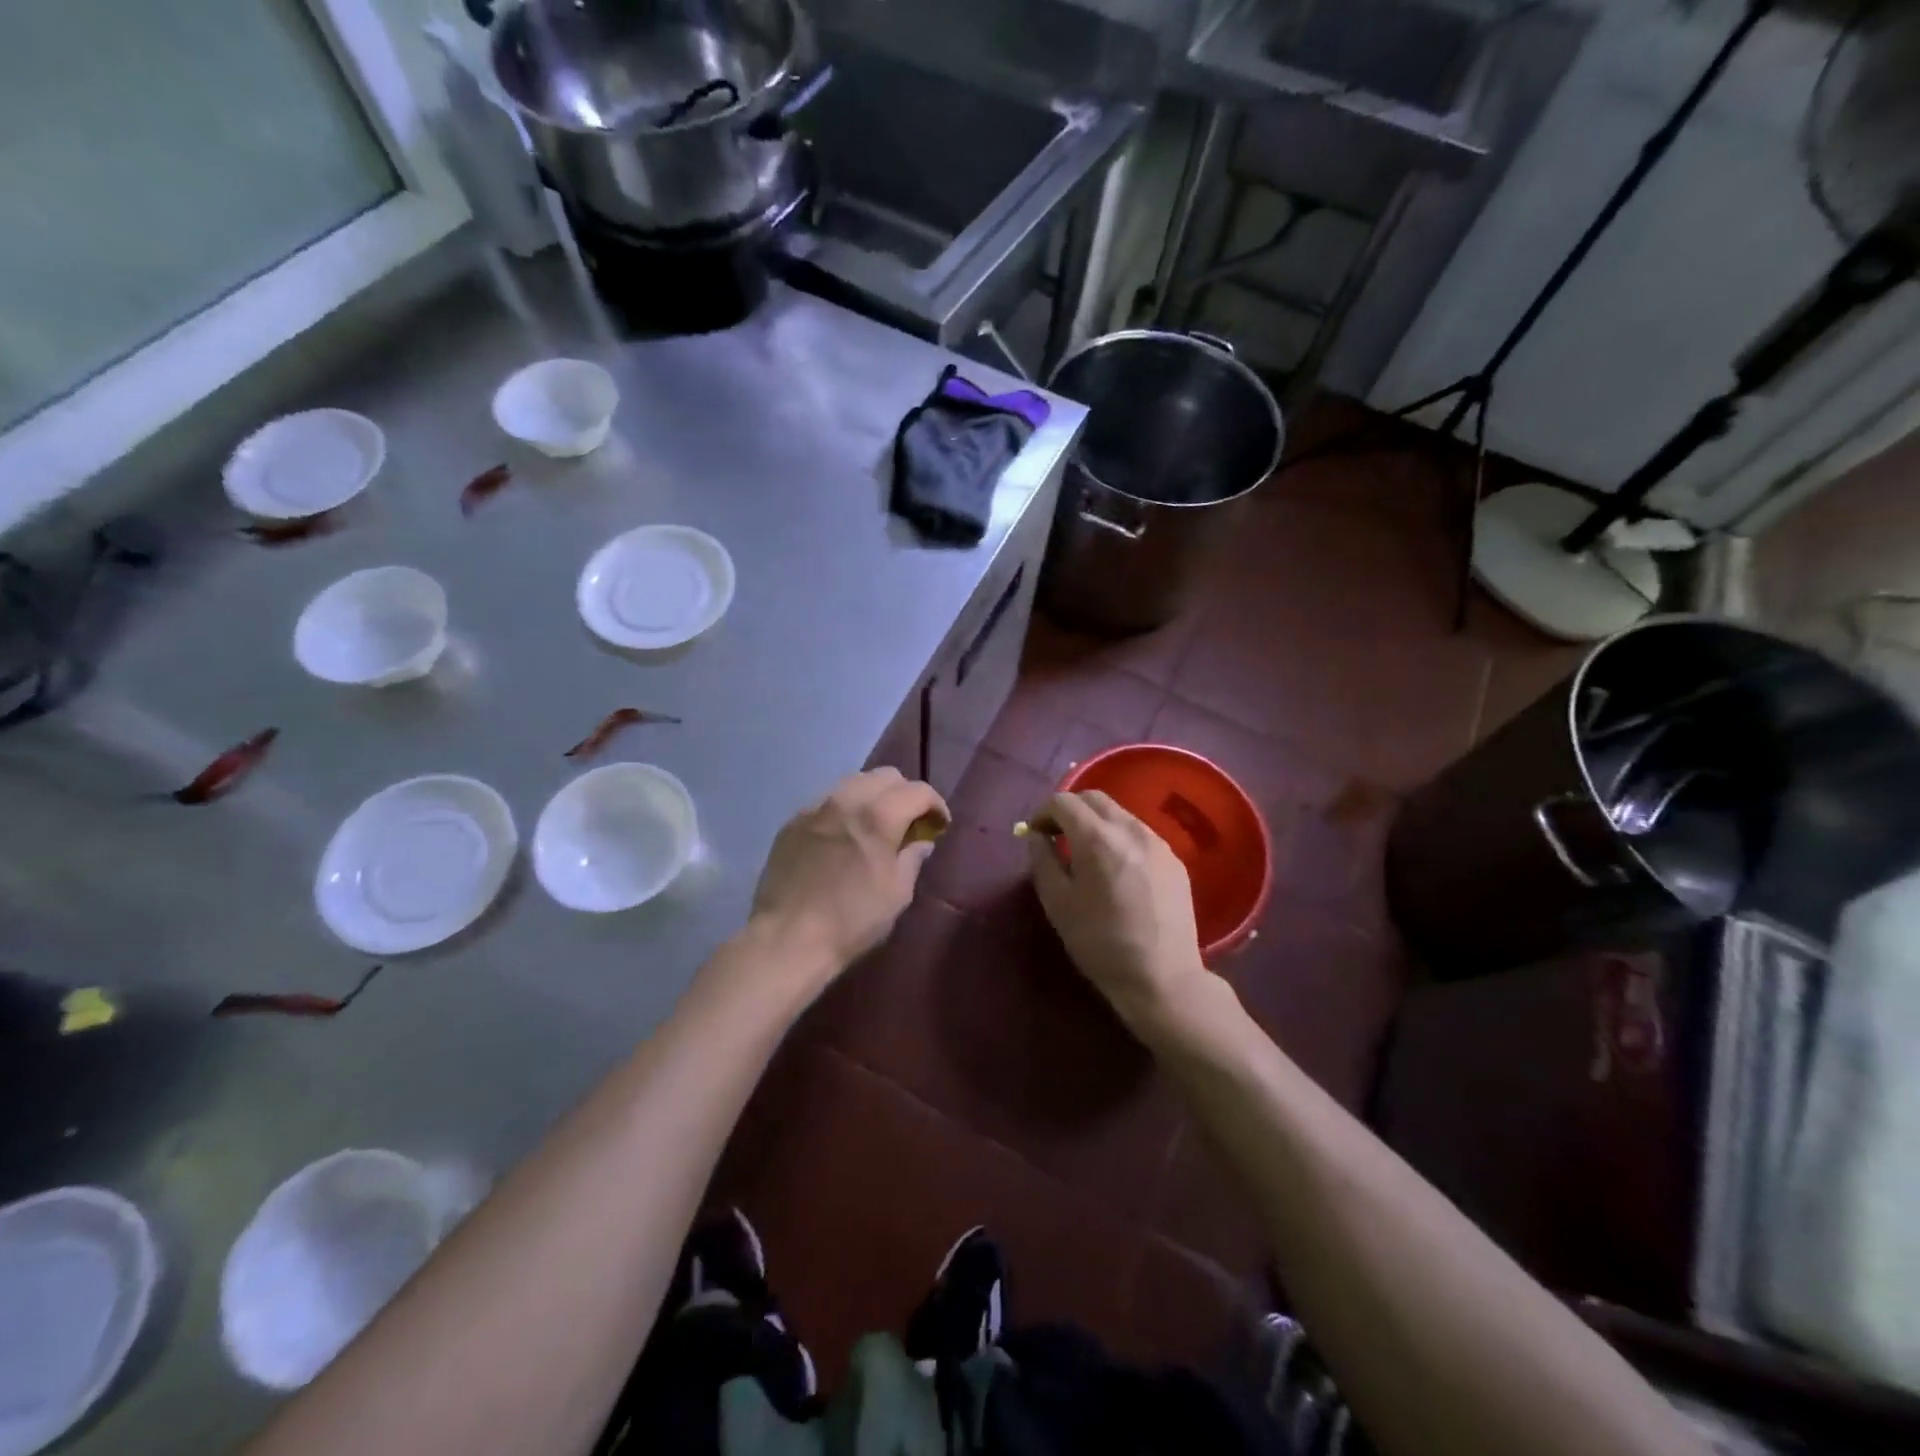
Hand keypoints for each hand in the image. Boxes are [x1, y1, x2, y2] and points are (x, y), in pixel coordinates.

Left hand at [749, 768, 948, 988]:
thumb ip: (912, 858)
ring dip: (873, 797)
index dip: (935, 805)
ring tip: (875, 825)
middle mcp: (846, 800)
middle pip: (885, 776)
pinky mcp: (793, 822)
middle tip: (909, 822)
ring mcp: (814, 808)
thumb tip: (920, 842)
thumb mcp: (897, 894)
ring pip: (853, 783)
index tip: (939, 825)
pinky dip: (844, 810)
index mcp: (878, 816)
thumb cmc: (852, 920)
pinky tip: (843, 837)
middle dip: (905, 794)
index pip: (918, 790)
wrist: (787, 938)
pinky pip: (826, 802)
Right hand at [1027, 791, 1209, 1033]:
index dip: (1043, 813)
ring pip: (1119, 814)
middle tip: (1057, 837)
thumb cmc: (1101, 944)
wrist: (1163, 978)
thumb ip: (1042, 861)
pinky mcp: (1174, 860)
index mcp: (1097, 838)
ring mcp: (1158, 843)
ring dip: (1096, 823)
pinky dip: (1120, 839)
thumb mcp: (1058, 904)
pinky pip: (1140, 835)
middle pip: (1094, 798)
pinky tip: (1117, 871)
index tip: (1036, 834)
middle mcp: (1131, 829)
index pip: (1064, 801)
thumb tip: (1037, 836)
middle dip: (1070, 810)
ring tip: (1087, 855)